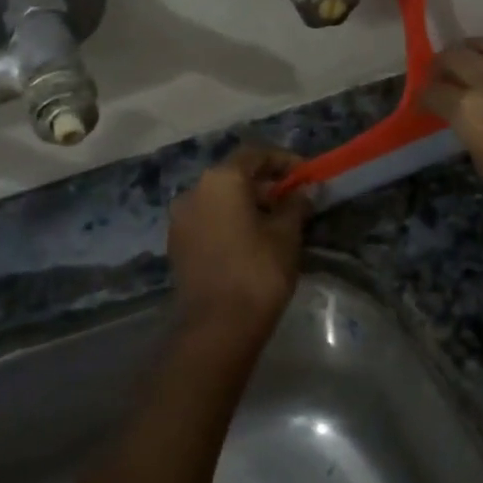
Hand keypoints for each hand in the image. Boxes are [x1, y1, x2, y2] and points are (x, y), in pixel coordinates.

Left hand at [168, 145, 310, 339]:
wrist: (216, 328)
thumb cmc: (257, 272)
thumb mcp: (286, 235)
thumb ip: (295, 205)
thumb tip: (302, 192)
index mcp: (221, 179)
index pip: (255, 154)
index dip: (283, 160)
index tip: (306, 175)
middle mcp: (194, 190)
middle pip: (234, 174)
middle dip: (265, 183)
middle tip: (294, 199)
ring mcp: (181, 218)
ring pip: (219, 198)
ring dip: (246, 203)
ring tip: (276, 221)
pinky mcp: (177, 244)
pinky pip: (208, 219)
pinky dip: (229, 220)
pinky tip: (251, 239)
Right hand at [421, 35, 482, 247]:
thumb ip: (474, 134)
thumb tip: (471, 121)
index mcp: (468, 111)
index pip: (434, 92)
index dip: (425, 96)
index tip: (426, 101)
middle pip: (456, 56)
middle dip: (443, 63)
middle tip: (441, 72)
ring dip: (477, 48)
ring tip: (475, 55)